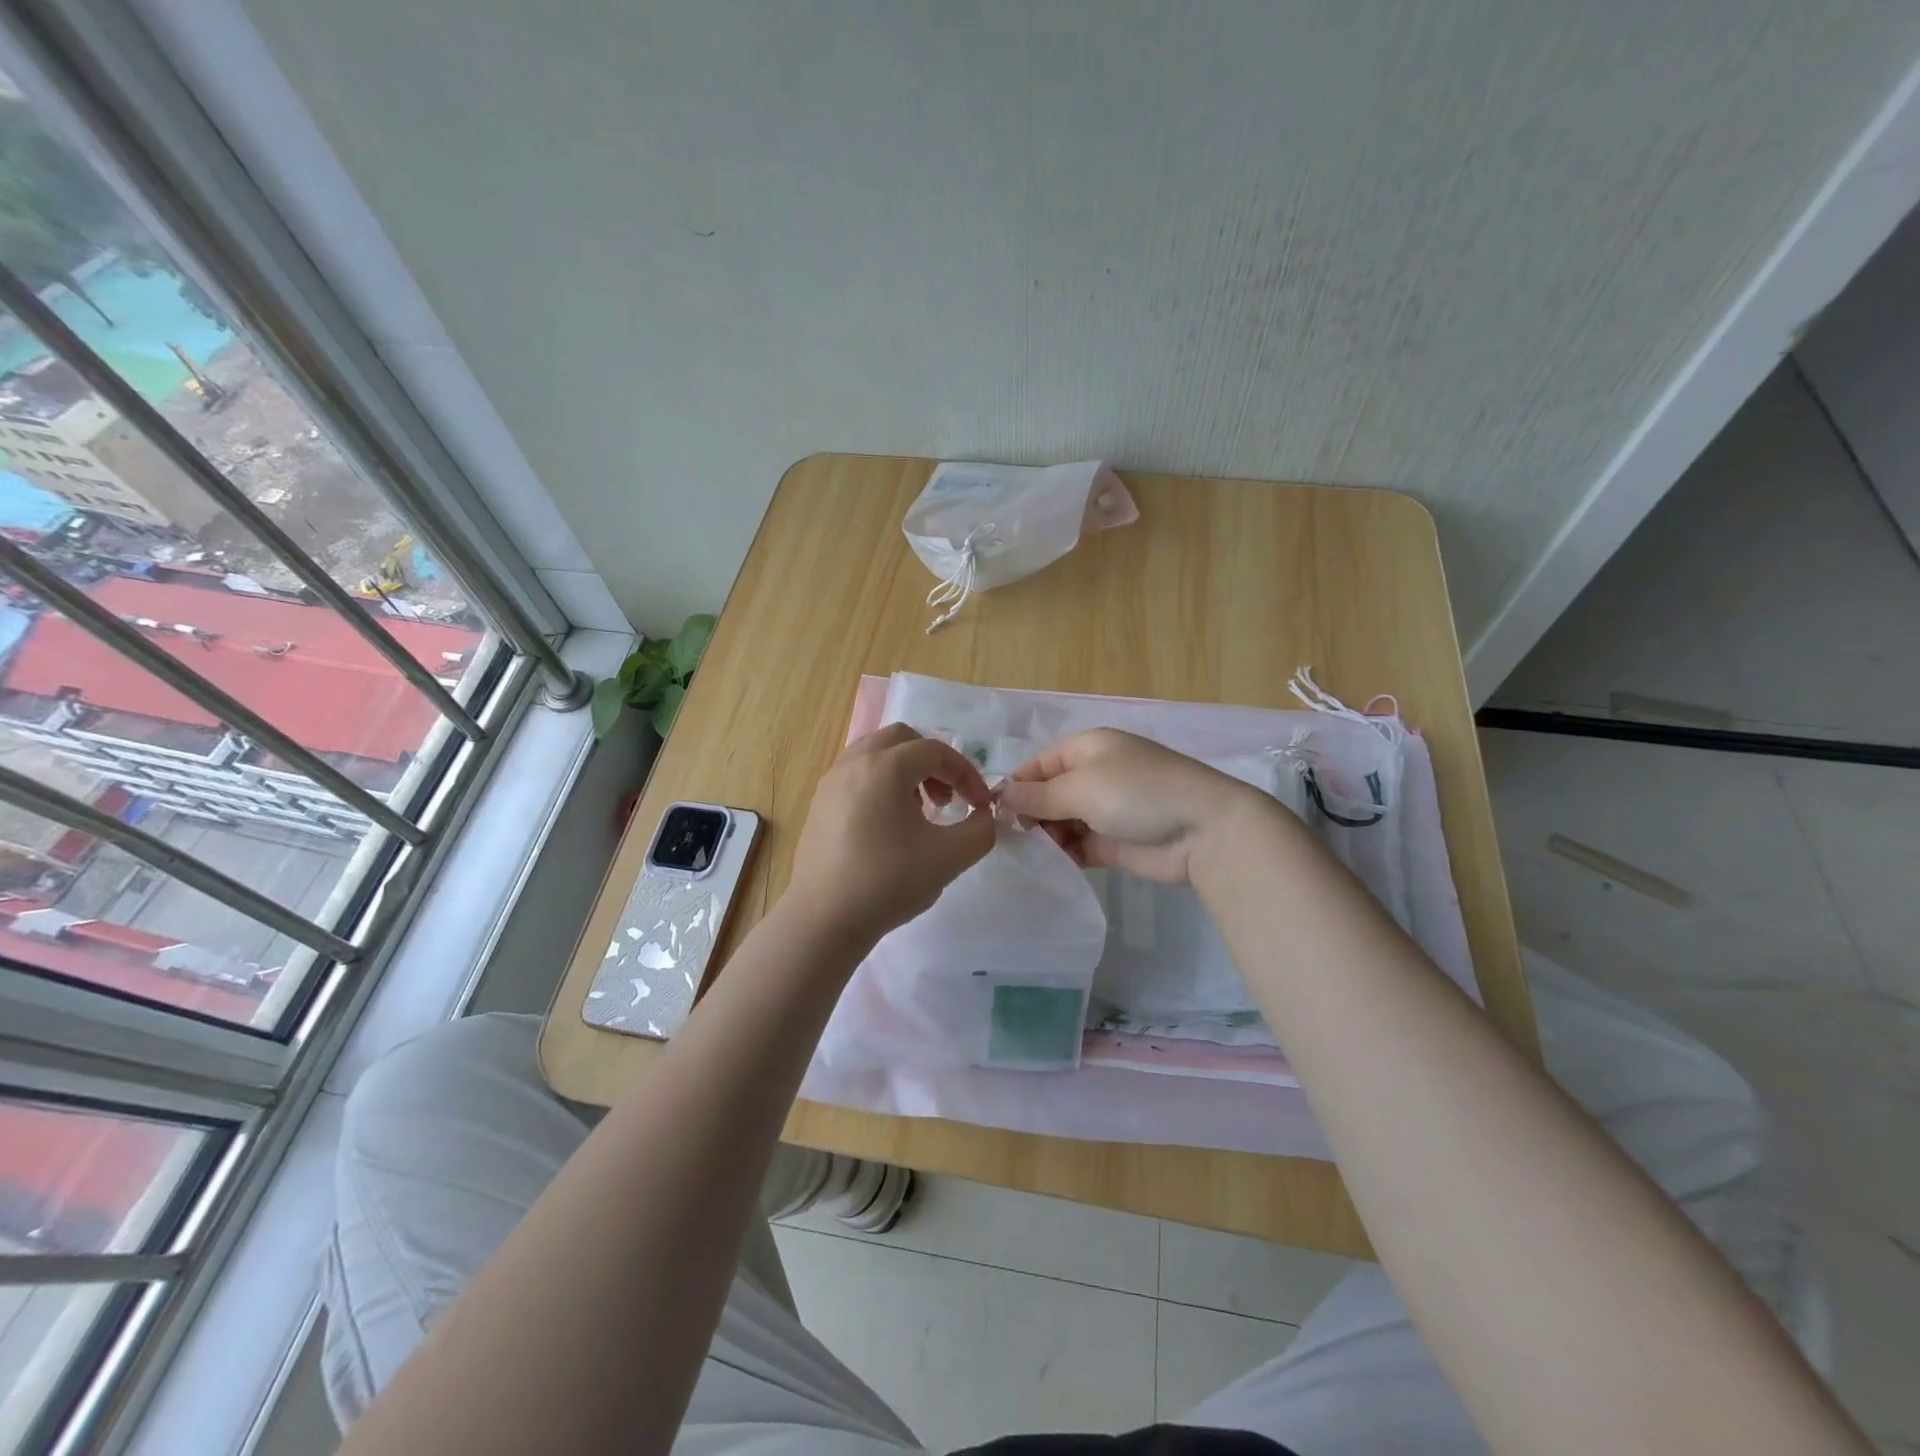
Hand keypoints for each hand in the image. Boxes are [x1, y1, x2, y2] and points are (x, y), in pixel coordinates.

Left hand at [785, 723, 996, 942]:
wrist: (825, 919)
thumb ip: (980, 830)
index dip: (966, 774)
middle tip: (946, 799)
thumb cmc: (889, 882)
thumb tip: (982, 816)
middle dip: (933, 763)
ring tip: (918, 811)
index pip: (936, 751)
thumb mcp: (951, 857)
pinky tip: (889, 825)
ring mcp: (831, 782)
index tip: (979, 805)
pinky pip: (857, 774)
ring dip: (906, 771)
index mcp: (886, 767)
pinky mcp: (819, 804)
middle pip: (902, 740)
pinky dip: (881, 784)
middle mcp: (854, 763)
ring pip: (876, 754)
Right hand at [1001, 728, 1258, 884]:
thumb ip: (1038, 794)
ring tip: (1036, 855)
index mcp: (1087, 749)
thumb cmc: (1138, 793)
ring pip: (1060, 823)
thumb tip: (1002, 795)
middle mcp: (1094, 776)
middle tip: (1015, 840)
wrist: (1204, 831)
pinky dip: (1065, 855)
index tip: (995, 814)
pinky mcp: (1114, 843)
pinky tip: (1053, 867)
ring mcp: (1105, 810)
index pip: (1038, 765)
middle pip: (1047, 795)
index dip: (1016, 786)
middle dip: (1030, 815)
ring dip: (1046, 837)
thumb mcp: (1082, 786)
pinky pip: (1078, 846)